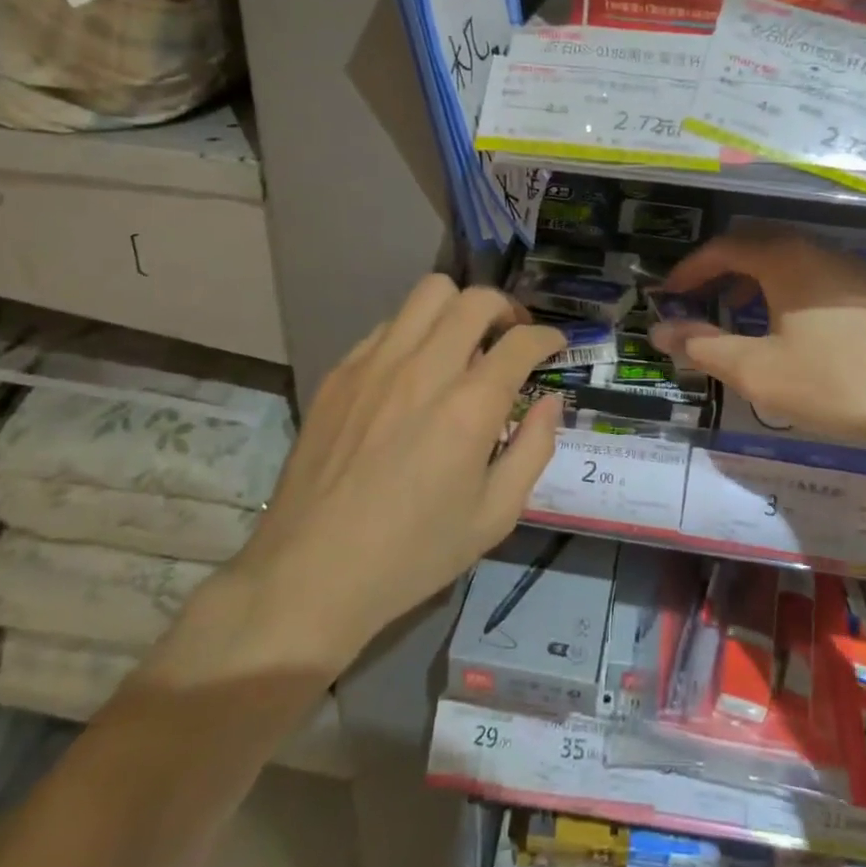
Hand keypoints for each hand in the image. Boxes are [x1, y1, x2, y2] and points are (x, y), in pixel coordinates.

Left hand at [145, 276, 563, 691]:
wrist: (311, 574)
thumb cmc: (412, 553)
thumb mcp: (494, 517)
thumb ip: (534, 449)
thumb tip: (549, 401)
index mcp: (469, 407)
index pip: (521, 342)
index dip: (548, 337)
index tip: (554, 346)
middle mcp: (425, 369)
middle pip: (476, 300)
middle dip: (507, 310)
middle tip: (511, 337)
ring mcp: (376, 364)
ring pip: (429, 293)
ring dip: (458, 309)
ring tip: (463, 342)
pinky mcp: (340, 372)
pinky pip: (388, 326)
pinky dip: (414, 333)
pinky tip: (413, 371)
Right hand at [650, 232, 865, 477]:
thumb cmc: (838, 379)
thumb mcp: (759, 370)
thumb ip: (704, 347)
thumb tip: (659, 331)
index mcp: (784, 258)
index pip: (723, 247)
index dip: (689, 270)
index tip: (667, 295)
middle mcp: (817, 251)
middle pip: (756, 247)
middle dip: (721, 273)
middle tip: (700, 303)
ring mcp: (851, 271)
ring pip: (789, 264)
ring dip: (755, 285)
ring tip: (741, 319)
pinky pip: (815, 281)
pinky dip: (787, 296)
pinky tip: (793, 333)